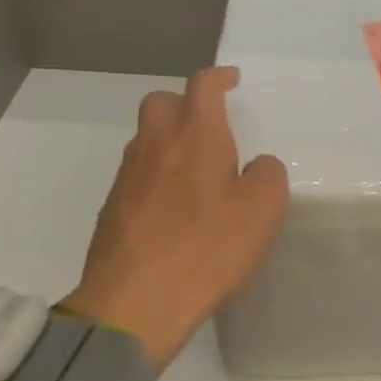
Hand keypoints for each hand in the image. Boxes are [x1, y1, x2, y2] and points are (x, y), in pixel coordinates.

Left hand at [66, 67, 288, 368]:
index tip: (232, 80)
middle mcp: (155, 144)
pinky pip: (137, 175)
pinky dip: (156, 176)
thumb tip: (256, 165)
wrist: (135, 303)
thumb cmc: (208, 247)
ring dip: (169, 141)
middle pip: (162, 102)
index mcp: (195, 134)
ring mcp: (128, 176)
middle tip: (208, 125)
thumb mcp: (264, 209)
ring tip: (195, 171)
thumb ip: (268, 174)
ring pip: (146, 139)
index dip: (219, 77)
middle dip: (185, 104)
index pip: (203, 85)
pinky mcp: (112, 208)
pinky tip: (174, 208)